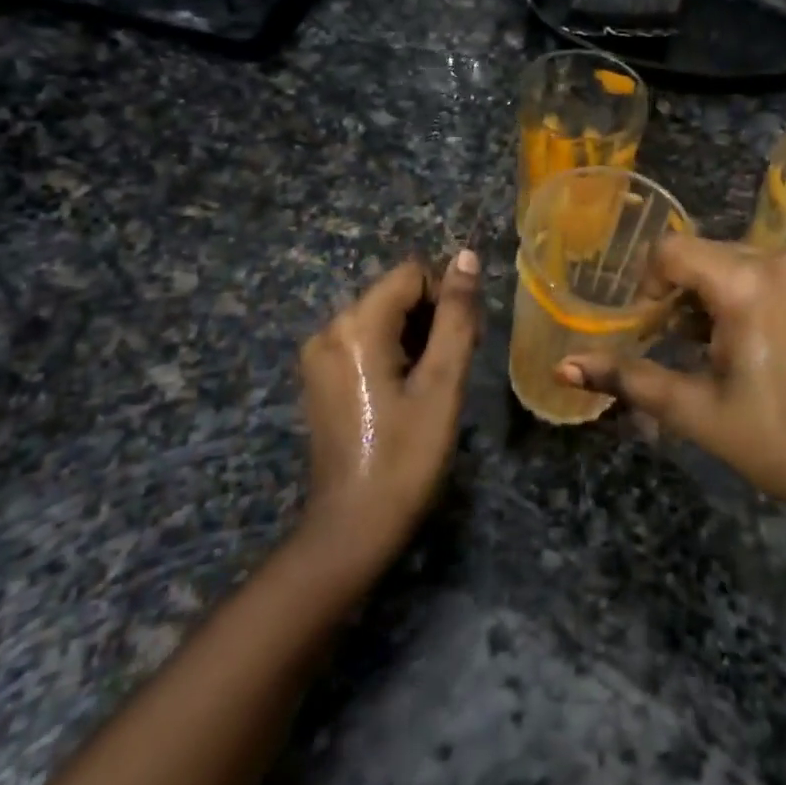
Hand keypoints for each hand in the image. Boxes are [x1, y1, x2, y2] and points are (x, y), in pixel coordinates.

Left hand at [299, 251, 480, 556]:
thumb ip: (456, 315)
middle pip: (395, 294)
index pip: (411, 274)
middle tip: (457, 365)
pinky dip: (395, 353)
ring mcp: (319, 355)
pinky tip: (410, 391)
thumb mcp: (442, 383)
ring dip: (418, 337)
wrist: (352, 529)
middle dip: (433, 317)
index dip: (446, 297)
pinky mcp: (321, 377)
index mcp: (355, 326)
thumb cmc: (405, 456)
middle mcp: (328, 329)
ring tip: (436, 383)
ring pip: (383, 318)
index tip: (466, 341)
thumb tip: (466, 256)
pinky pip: (365, 342)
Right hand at [558, 236, 785, 517]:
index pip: (671, 251)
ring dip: (703, 296)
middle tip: (669, 344)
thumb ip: (626, 377)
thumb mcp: (692, 408)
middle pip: (698, 254)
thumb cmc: (773, 439)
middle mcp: (778, 259)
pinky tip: (734, 341)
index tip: (646, 328)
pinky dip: (732, 295)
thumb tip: (562, 367)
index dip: (647, 285)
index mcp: (747, 282)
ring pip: (725, 261)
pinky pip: (756, 270)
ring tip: (702, 349)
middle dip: (675, 294)